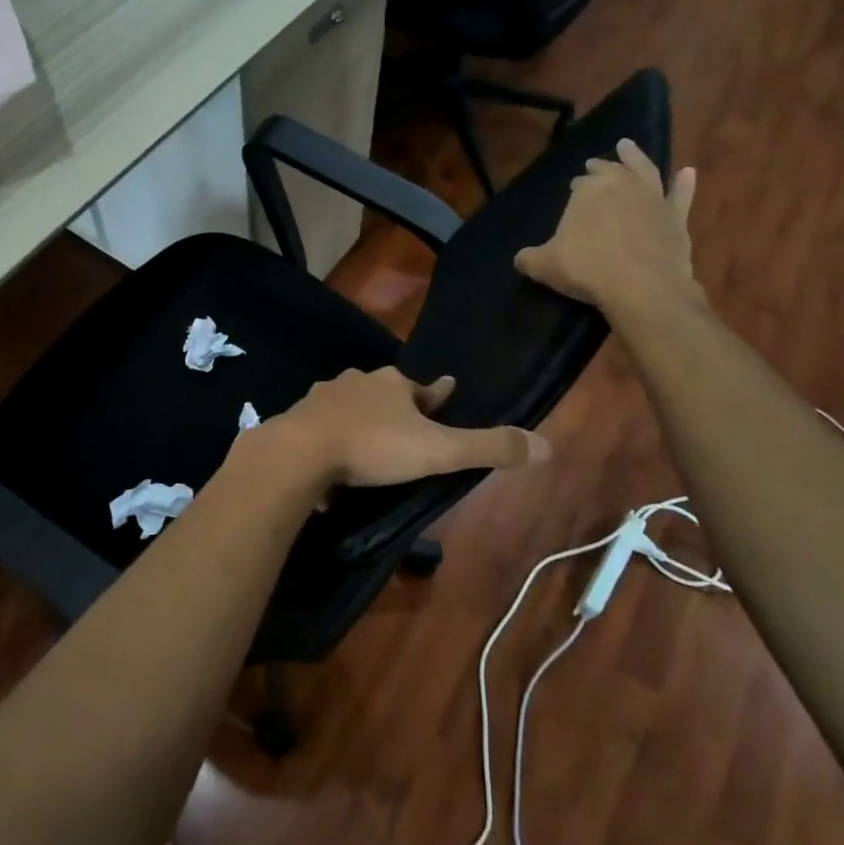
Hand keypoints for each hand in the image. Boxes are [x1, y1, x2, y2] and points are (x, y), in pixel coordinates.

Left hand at [265, 367, 548, 488]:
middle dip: (395, 404)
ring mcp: (323, 398)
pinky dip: (330, 440)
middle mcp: (357, 382)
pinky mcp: (297, 419)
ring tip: (366, 441)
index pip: (423, 389)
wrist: (300, 451)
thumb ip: (488, 448)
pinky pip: (321, 428)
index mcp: (392, 384)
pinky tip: (330, 461)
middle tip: (404, 424)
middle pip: (383, 392)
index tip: (446, 391)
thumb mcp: (438, 450)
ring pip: (349, 406)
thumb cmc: (374, 446)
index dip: (438, 395)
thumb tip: (546, 446)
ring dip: (360, 419)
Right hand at [514, 137, 698, 314]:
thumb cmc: (586, 269)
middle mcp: (621, 185)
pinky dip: (684, 183)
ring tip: (627, 146)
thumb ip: (529, 258)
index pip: (579, 184)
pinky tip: (687, 172)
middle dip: (600, 168)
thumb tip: (521, 258)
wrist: (641, 286)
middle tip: (593, 165)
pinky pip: (681, 195)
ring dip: (635, 157)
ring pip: (644, 170)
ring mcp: (653, 199)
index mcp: (587, 191)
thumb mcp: (544, 266)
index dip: (576, 188)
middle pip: (609, 170)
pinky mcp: (677, 217)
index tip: (571, 192)